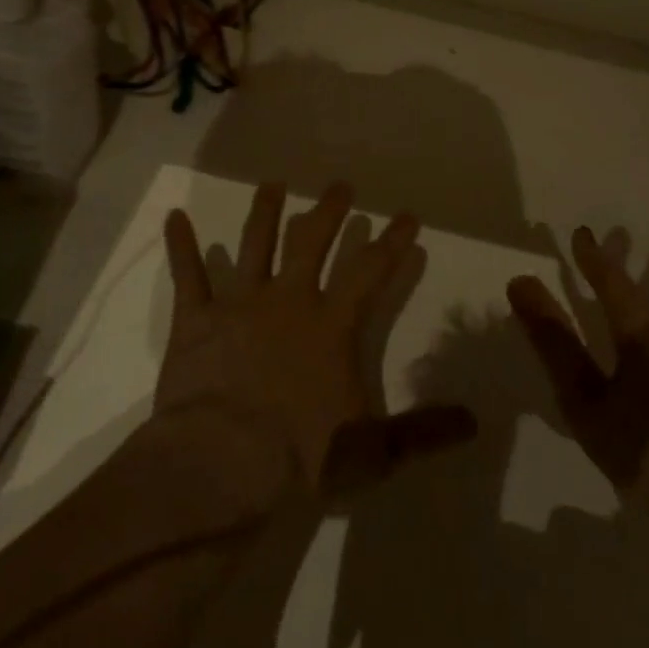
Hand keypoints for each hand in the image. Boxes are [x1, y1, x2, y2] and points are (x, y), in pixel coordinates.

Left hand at [159, 181, 476, 500]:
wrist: (220, 463)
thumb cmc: (299, 457)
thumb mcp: (372, 451)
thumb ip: (423, 432)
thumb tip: (473, 421)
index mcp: (330, 325)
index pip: (370, 271)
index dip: (392, 242)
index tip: (406, 215)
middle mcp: (288, 300)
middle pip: (312, 241)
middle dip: (329, 211)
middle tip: (340, 185)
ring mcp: (239, 304)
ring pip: (255, 244)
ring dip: (265, 211)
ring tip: (273, 184)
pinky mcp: (195, 320)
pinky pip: (187, 275)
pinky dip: (181, 245)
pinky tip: (175, 217)